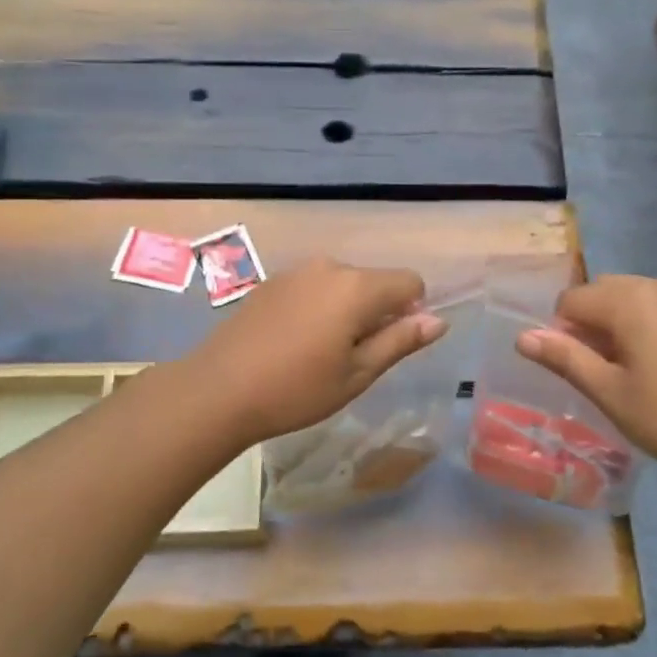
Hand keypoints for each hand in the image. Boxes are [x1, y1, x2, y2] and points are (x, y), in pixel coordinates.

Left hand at [184, 258, 445, 444]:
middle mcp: (330, 267)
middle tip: (352, 358)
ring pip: (343, 284)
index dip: (411, 311)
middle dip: (376, 312)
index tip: (388, 346)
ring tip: (320, 353)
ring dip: (346, 310)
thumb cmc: (296, 389)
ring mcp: (297, 271)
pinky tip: (293, 342)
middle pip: (374, 281)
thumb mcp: (358, 374)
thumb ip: (400, 341)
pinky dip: (318, 307)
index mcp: (357, 287)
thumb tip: (438, 320)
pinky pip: (314, 287)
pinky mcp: (272, 281)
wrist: (218, 389)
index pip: (410, 281)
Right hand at [515, 275, 656, 490]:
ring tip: (628, 369)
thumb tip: (522, 337)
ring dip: (617, 322)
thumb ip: (564, 357)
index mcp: (630, 300)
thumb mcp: (608, 392)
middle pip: (603, 291)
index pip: (572, 300)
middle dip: (589, 322)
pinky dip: (646, 324)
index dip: (562, 331)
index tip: (575, 368)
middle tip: (598, 370)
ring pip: (633, 297)